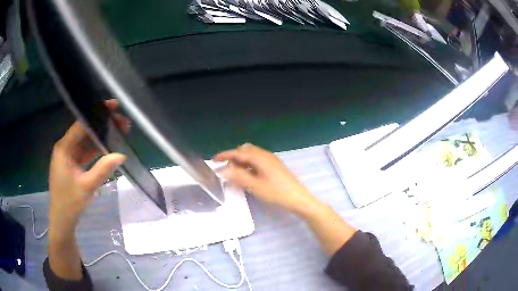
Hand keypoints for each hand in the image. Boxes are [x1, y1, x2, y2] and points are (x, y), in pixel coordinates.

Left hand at [48, 100, 128, 229]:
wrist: (62, 220)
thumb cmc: (70, 202)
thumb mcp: (87, 186)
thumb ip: (103, 169)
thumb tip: (121, 155)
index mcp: (64, 148)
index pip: (81, 124)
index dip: (97, 113)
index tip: (113, 107)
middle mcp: (65, 147)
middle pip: (85, 131)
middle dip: (102, 126)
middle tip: (122, 123)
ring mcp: (69, 156)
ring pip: (86, 141)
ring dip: (101, 137)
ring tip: (119, 132)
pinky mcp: (72, 164)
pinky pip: (85, 152)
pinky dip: (96, 149)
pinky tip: (108, 146)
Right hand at [214, 143, 318, 215]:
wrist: (298, 198)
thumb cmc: (277, 193)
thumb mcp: (255, 186)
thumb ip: (239, 177)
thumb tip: (224, 170)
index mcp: (260, 157)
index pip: (239, 152)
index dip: (225, 155)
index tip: (214, 159)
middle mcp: (265, 155)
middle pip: (246, 150)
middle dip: (234, 156)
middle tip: (225, 167)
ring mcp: (271, 160)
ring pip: (252, 155)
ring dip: (241, 160)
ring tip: (234, 172)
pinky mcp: (274, 166)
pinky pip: (258, 160)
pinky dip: (249, 164)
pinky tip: (247, 174)